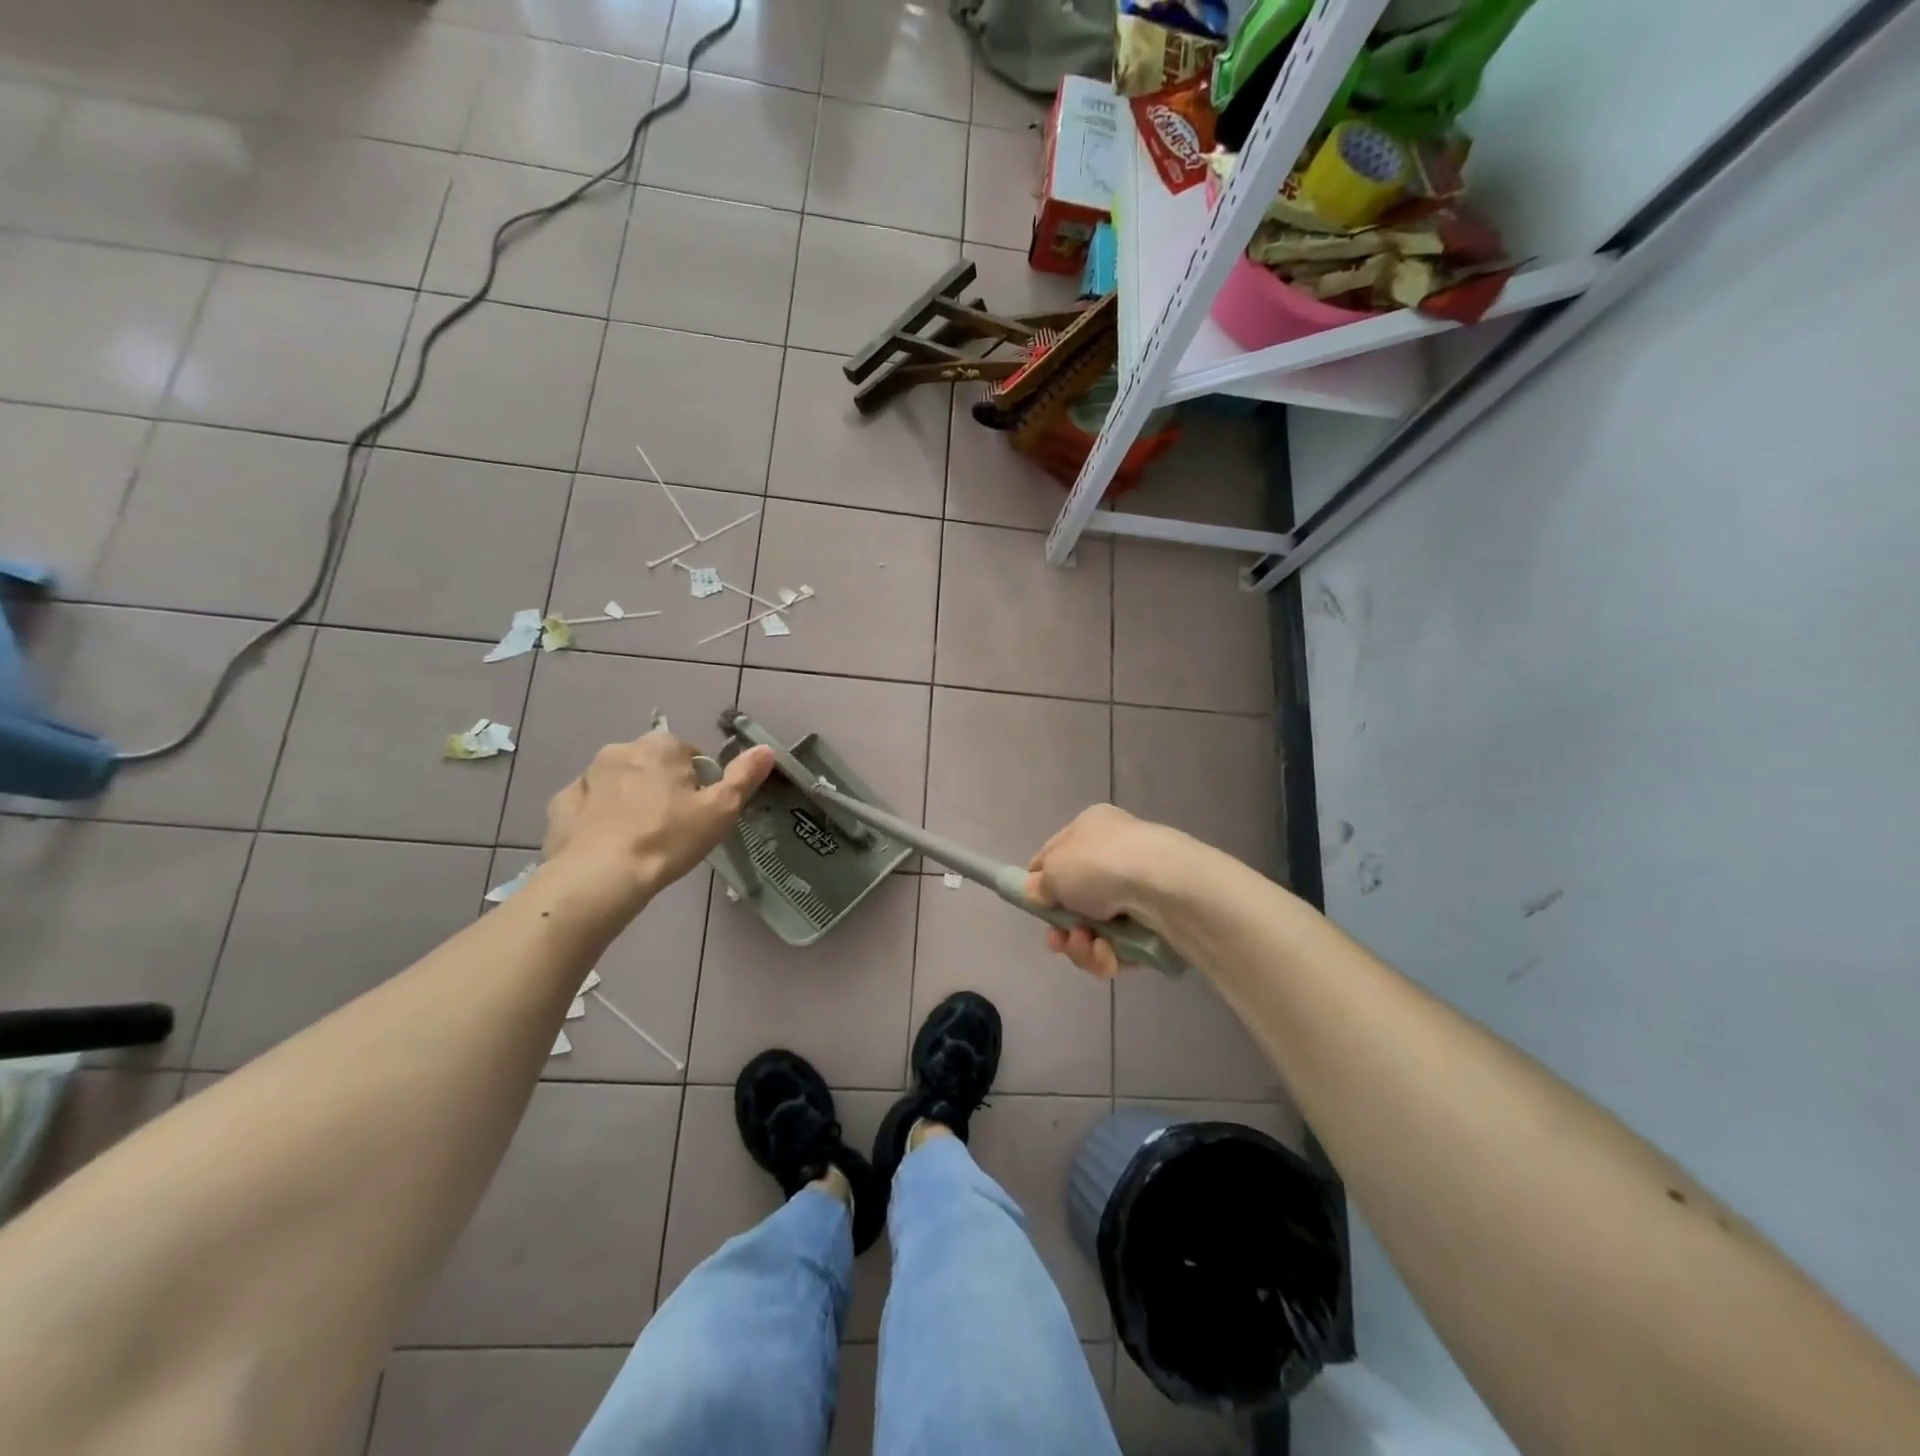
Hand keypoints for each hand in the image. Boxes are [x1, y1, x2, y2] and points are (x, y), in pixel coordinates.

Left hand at [544, 732, 774, 910]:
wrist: (601, 877)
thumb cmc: (669, 838)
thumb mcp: (721, 810)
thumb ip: (744, 777)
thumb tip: (766, 749)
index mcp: (661, 746)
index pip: (692, 756)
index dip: (700, 785)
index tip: (700, 814)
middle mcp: (621, 749)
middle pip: (654, 766)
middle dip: (664, 788)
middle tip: (674, 828)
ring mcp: (586, 776)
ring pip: (620, 783)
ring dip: (631, 800)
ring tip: (641, 840)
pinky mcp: (560, 805)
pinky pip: (589, 805)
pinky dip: (599, 817)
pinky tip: (609, 844)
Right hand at [1025, 805, 1197, 977]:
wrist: (1165, 888)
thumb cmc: (1100, 866)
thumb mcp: (1054, 869)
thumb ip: (1038, 884)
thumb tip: (1037, 891)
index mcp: (1091, 828)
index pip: (1056, 856)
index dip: (1041, 883)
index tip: (1034, 906)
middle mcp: (1115, 855)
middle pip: (1076, 902)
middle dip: (1063, 927)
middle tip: (1059, 940)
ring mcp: (1138, 891)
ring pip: (1096, 931)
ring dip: (1084, 946)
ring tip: (1089, 945)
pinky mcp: (1156, 926)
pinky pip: (1121, 948)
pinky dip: (1110, 956)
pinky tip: (1110, 955)